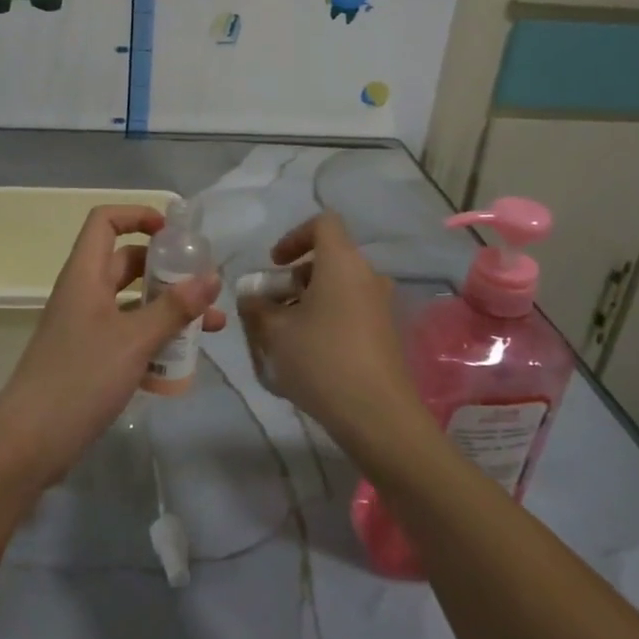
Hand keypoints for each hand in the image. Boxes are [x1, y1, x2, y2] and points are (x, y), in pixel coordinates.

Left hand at [0, 206, 223, 487]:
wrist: (30, 442)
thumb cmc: (80, 378)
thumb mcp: (134, 339)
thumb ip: (174, 308)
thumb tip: (211, 277)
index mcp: (85, 276)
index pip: (105, 222)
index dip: (137, 216)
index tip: (173, 234)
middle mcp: (84, 294)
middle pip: (126, 263)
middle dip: (167, 271)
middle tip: (204, 286)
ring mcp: (85, 328)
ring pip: (132, 304)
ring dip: (169, 310)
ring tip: (211, 327)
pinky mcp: (90, 359)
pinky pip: (128, 336)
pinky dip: (155, 340)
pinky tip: (184, 362)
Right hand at [239, 211, 426, 456]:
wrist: (377, 415)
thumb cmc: (321, 360)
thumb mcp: (274, 332)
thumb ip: (256, 308)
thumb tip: (251, 299)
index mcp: (342, 263)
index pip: (323, 223)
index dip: (294, 236)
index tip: (274, 264)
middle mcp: (367, 276)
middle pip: (329, 260)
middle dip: (294, 278)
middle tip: (271, 307)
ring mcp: (381, 306)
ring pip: (339, 288)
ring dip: (309, 301)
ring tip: (284, 335)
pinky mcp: (387, 333)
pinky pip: (351, 311)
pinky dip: (327, 319)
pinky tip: (309, 354)